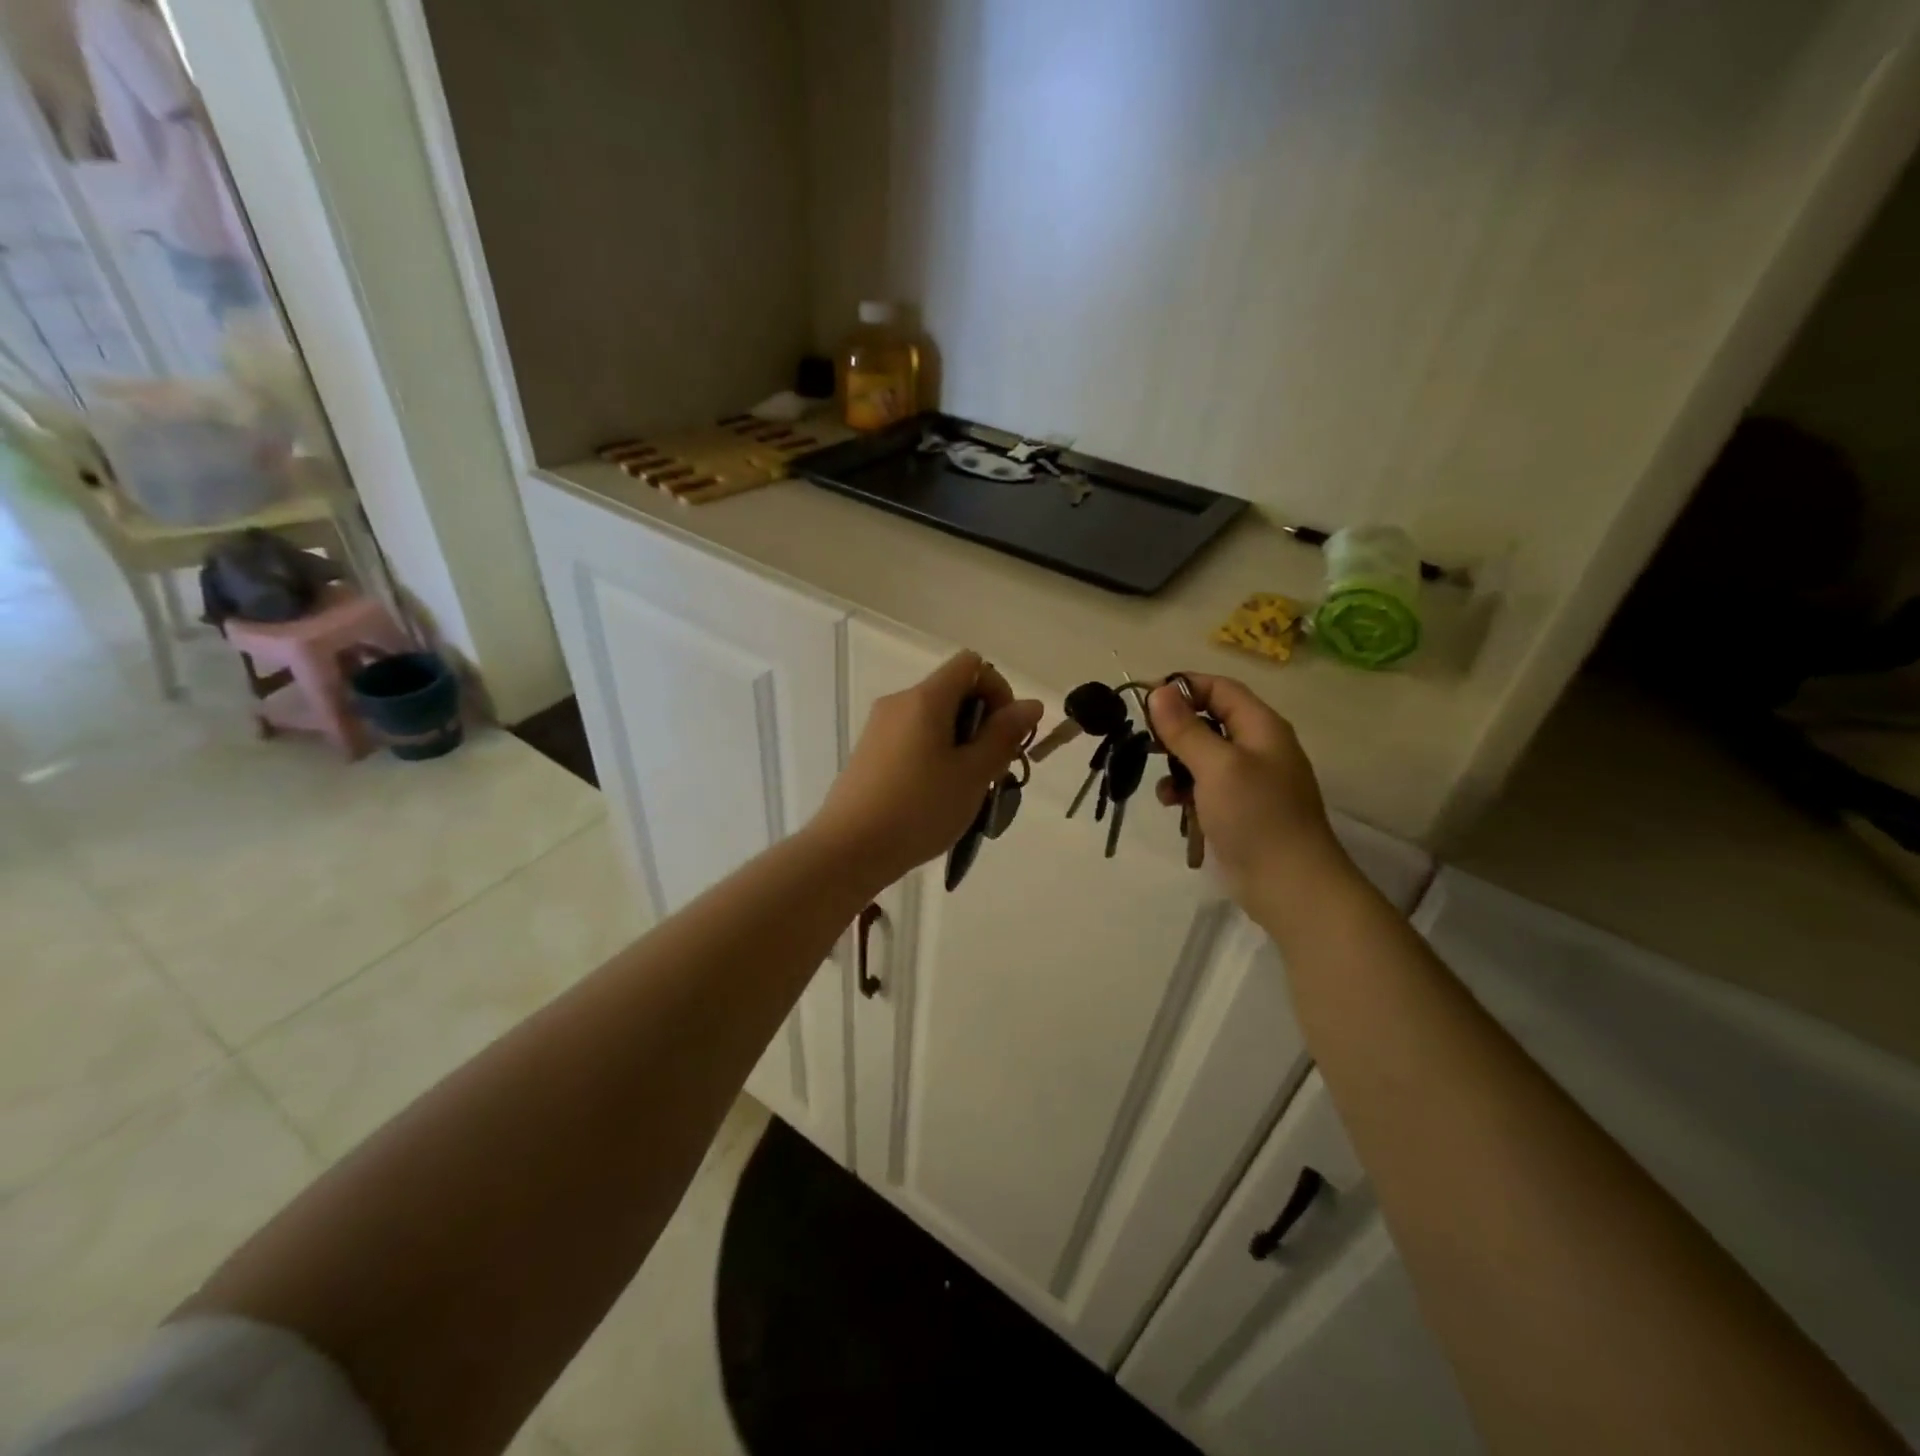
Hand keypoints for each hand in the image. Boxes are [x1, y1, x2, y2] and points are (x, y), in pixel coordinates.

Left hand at [810, 649, 1042, 888]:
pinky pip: (914, 740)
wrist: (849, 850)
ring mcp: (880, 728)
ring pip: (935, 720)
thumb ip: (1004, 735)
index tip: (1005, 734)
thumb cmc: (919, 808)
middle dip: (983, 723)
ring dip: (961, 745)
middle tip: (992, 770)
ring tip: (967, 790)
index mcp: (925, 698)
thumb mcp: (973, 774)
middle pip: (954, 692)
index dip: (998, 690)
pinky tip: (937, 798)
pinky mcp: (870, 753)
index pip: (972, 664)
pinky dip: (936, 756)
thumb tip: (1030, 704)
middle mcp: (899, 702)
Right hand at [1146, 674, 1351, 906]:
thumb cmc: (1255, 816)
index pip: (1219, 688)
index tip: (1144, 700)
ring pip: (1202, 756)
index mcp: (1260, 727)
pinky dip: (1185, 791)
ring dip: (1176, 764)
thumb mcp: (1217, 766)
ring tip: (1161, 782)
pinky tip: (1172, 805)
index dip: (1182, 687)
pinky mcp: (1237, 809)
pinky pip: (1204, 787)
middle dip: (1174, 729)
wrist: (1289, 885)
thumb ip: (1185, 728)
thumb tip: (1159, 692)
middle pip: (1209, 720)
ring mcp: (1248, 780)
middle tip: (1144, 741)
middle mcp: (1256, 747)